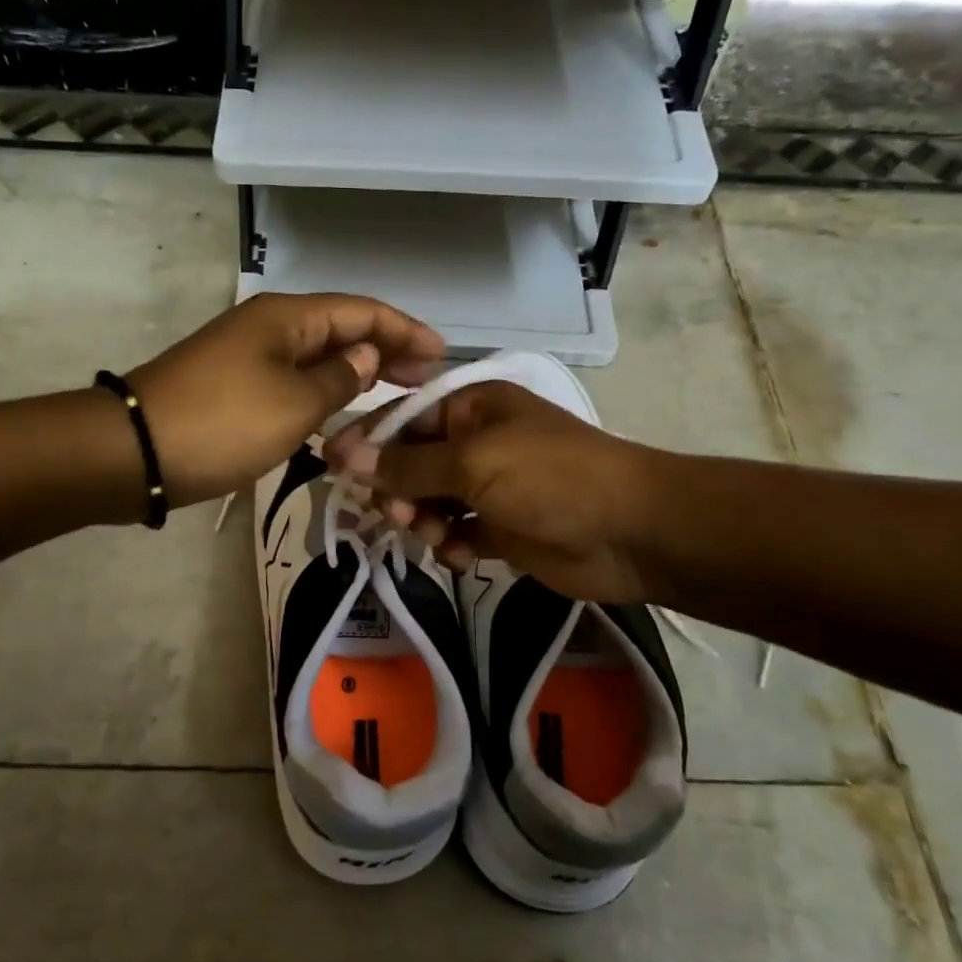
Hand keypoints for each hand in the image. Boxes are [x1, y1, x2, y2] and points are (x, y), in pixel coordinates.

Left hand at [129, 294, 443, 508]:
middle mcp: (271, 328)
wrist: (135, 453)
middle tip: (425, 381)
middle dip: (386, 351)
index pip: (362, 312)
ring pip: (318, 357)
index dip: (405, 330)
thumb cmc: (222, 423)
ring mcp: (250, 357)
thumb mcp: (294, 404)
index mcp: (288, 318)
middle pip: (341, 329)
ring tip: (395, 396)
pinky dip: (325, 394)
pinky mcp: (236, 387)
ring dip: (356, 374)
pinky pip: (295, 381)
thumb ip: (339, 380)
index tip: (441, 356)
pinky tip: (343, 414)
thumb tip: (364, 359)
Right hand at [325, 381, 664, 601]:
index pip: (403, 418)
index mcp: (471, 407)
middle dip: (399, 489)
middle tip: (398, 514)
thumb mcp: (472, 463)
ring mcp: (490, 486)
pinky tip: (464, 554)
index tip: (331, 467)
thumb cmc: (549, 478)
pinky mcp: (502, 527)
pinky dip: (453, 544)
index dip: (367, 442)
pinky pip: (458, 532)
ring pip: (431, 502)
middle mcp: (477, 441)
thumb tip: (344, 455)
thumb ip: (407, 464)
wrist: (630, 531)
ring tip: (437, 535)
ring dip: (425, 520)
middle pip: (413, 463)